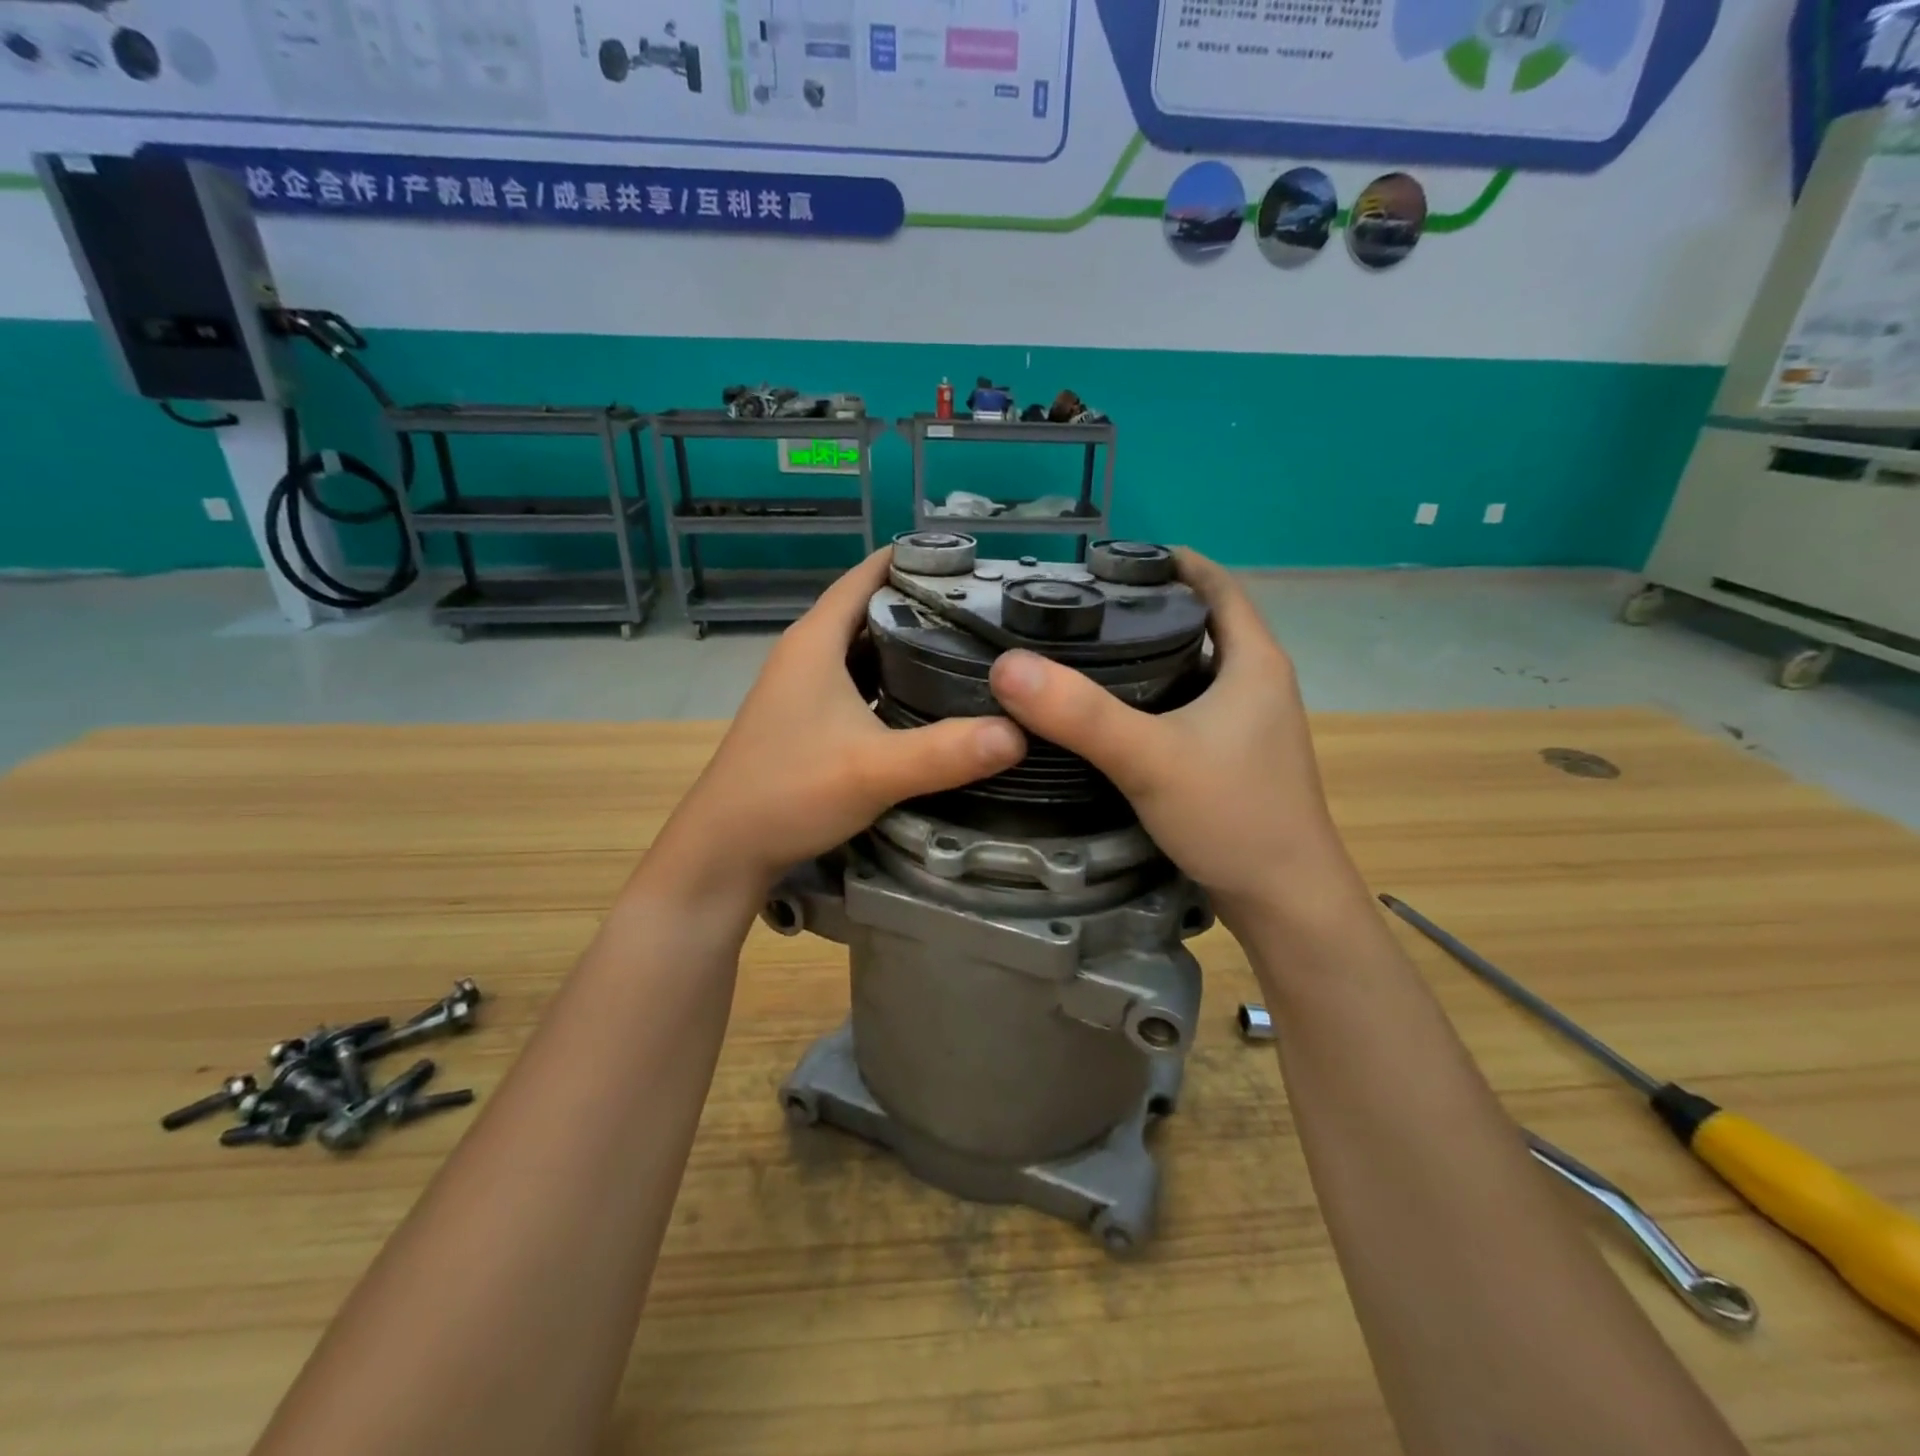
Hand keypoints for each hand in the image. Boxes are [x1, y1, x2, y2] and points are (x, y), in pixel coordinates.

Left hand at [651, 551, 1025, 900]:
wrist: (725, 849)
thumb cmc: (789, 793)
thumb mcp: (874, 770)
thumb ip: (946, 752)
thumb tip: (1021, 733)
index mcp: (816, 641)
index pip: (869, 574)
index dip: (917, 560)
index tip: (975, 563)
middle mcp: (808, 653)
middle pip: (873, 610)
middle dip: (926, 605)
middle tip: (989, 611)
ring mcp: (806, 688)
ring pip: (867, 649)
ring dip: (911, 645)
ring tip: (972, 649)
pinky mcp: (809, 719)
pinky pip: (860, 683)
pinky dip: (895, 682)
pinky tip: (931, 700)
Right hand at [987, 550, 1363, 926]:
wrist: (1286, 902)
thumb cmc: (1233, 816)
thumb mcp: (1150, 758)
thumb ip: (1080, 714)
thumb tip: (1007, 666)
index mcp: (1254, 662)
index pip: (1217, 585)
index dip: (1171, 562)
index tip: (1113, 558)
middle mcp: (1257, 684)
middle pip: (1201, 624)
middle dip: (1148, 608)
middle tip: (1081, 606)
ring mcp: (1248, 726)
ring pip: (1193, 670)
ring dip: (1148, 655)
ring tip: (1085, 652)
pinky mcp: (1233, 760)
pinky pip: (1188, 709)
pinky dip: (1153, 698)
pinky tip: (1110, 715)